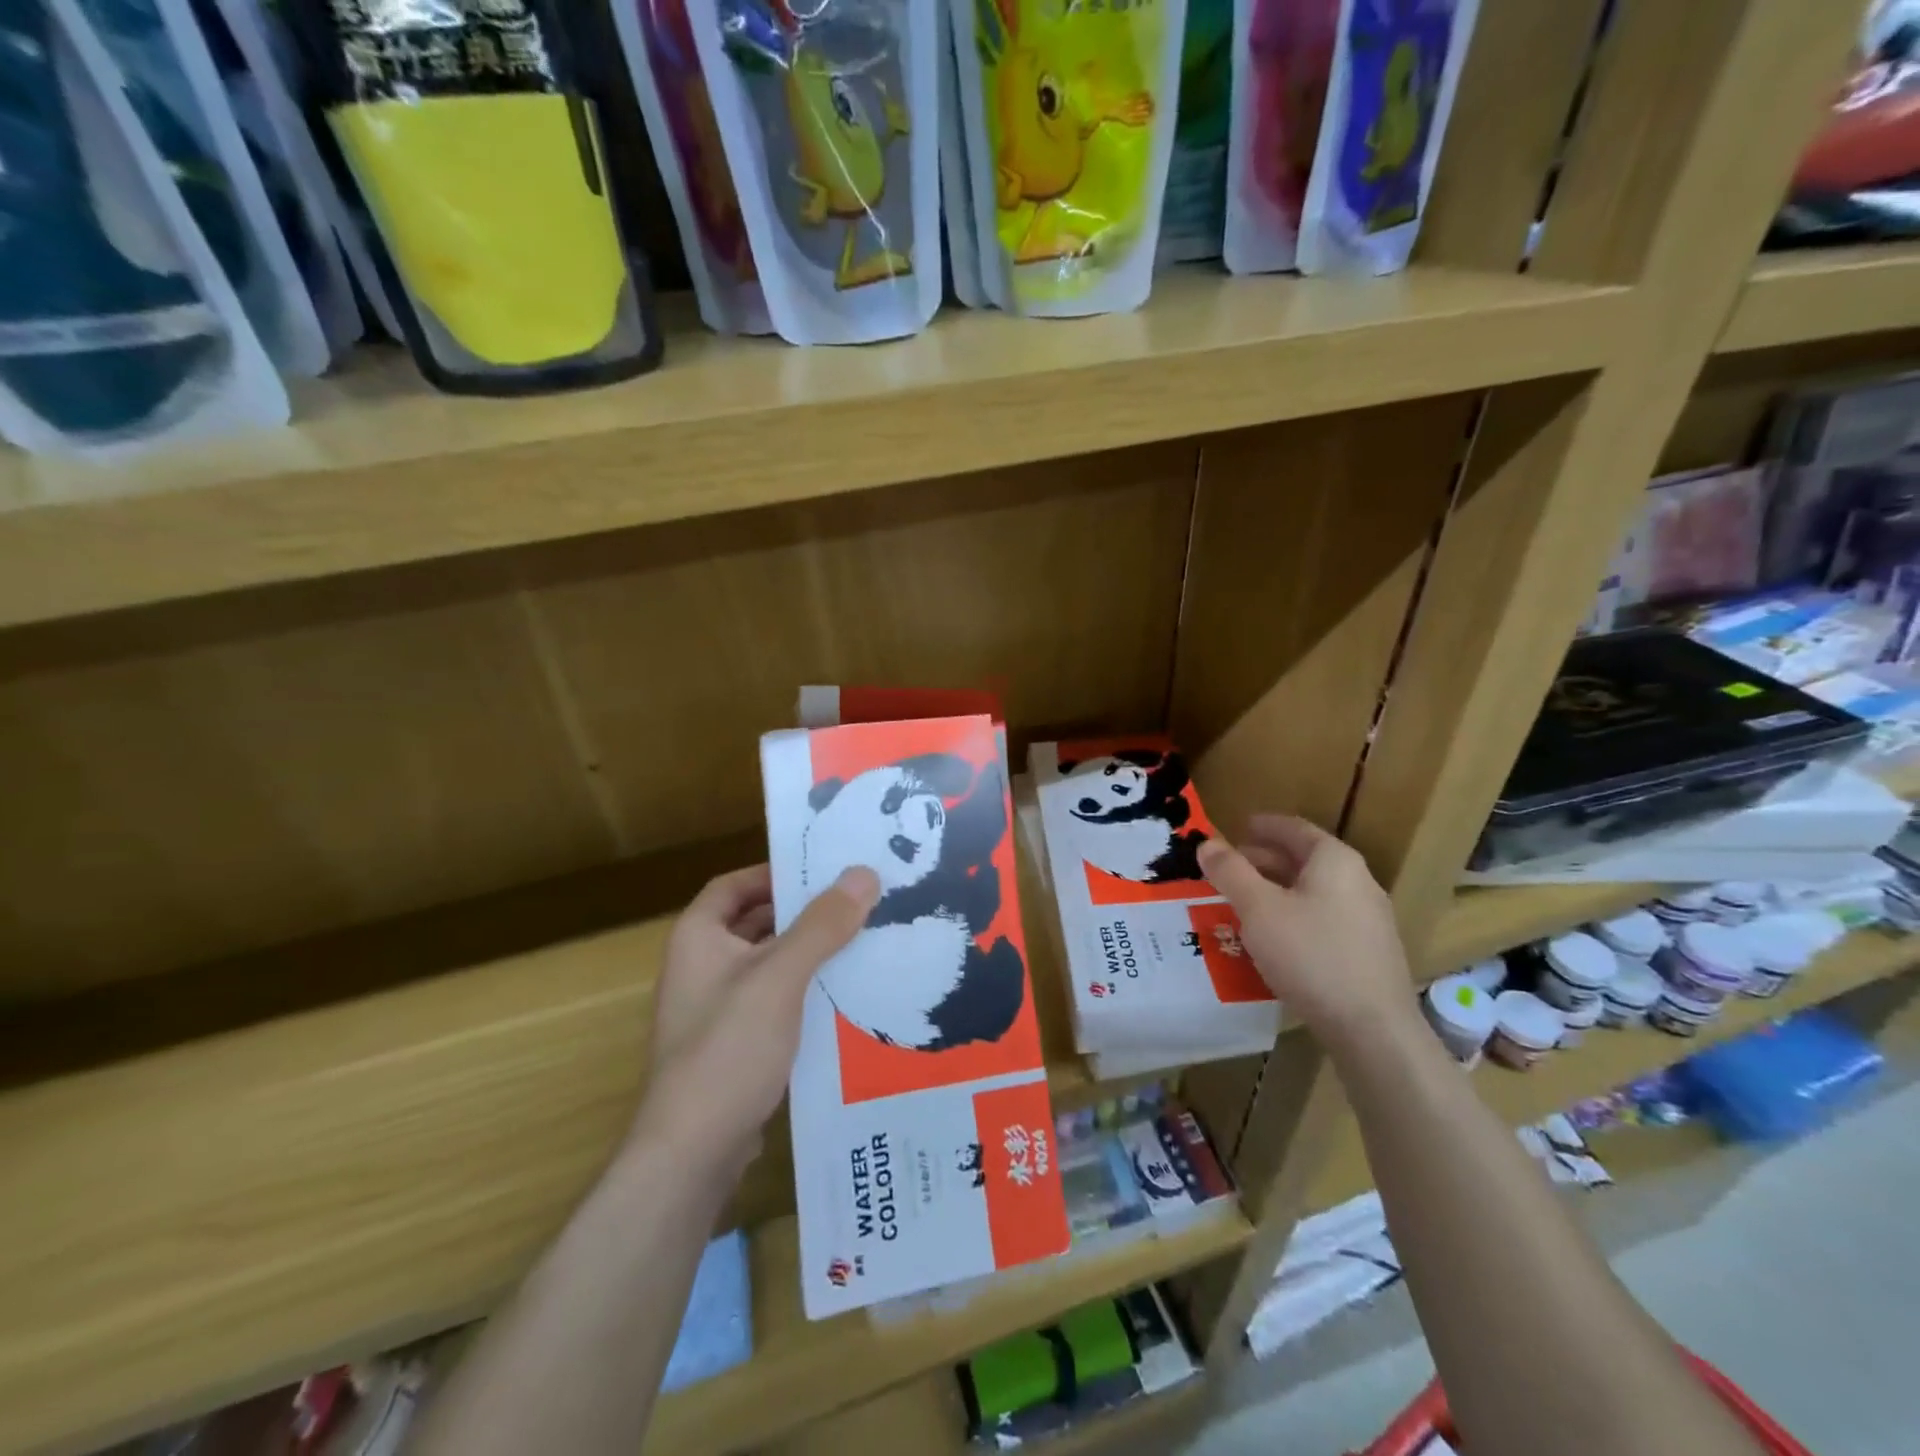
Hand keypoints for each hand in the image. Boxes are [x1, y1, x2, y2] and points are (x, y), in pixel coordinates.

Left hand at [634, 863, 879, 1182]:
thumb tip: (864, 873)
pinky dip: (806, 990)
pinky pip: (776, 1001)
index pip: (735, 885)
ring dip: (809, 952)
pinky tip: (847, 994)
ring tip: (863, 941)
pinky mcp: (736, 1044)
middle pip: (756, 923)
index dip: (774, 873)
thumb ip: (822, 925)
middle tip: (857, 902)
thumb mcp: (780, 978)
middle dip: (803, 913)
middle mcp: (702, 966)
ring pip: (770, 964)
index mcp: (698, 938)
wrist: (692, 1154)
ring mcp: (717, 1009)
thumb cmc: (728, 1049)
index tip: (823, 871)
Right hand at [1196, 815, 1417, 1048]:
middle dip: (1263, 860)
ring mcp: (1367, 919)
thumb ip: (1230, 872)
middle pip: (1305, 859)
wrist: (1373, 1030)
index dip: (1264, 825)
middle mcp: (1357, 882)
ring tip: (1241, 902)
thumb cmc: (1311, 955)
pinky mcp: (1366, 953)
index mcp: (1335, 861)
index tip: (1237, 826)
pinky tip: (1271, 938)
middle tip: (1228, 868)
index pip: (1295, 828)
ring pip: (1312, 892)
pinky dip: (1292, 915)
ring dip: (1275, 890)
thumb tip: (1207, 843)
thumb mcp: (1258, 909)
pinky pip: (1321, 919)